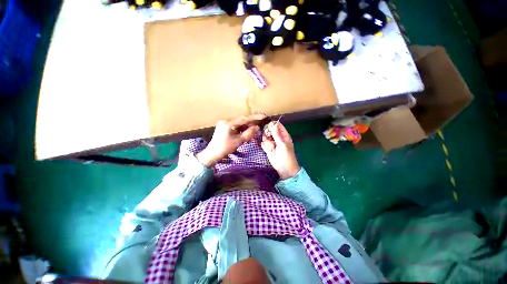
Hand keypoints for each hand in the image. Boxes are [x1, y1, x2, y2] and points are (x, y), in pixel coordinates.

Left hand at [196, 114, 265, 166]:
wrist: (212, 154)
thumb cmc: (225, 148)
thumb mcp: (239, 141)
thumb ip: (248, 133)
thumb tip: (257, 127)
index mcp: (228, 123)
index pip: (244, 118)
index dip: (255, 117)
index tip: (263, 116)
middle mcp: (226, 120)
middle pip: (241, 120)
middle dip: (251, 123)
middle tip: (259, 125)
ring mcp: (224, 123)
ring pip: (239, 123)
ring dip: (246, 126)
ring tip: (253, 130)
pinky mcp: (223, 126)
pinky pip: (235, 125)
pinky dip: (241, 128)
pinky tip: (245, 132)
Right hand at [261, 122, 299, 179]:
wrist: (283, 168)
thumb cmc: (286, 156)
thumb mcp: (282, 144)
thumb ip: (277, 134)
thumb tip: (274, 124)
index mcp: (283, 135)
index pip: (277, 125)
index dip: (272, 124)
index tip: (267, 127)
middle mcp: (277, 137)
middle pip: (269, 130)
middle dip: (268, 134)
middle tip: (268, 138)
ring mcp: (272, 143)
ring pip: (265, 137)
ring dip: (267, 142)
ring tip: (271, 148)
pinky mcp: (268, 148)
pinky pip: (263, 144)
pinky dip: (265, 147)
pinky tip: (269, 151)